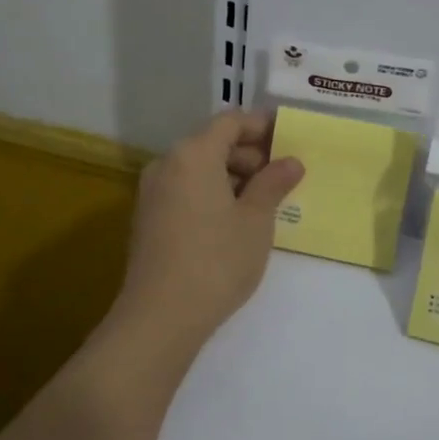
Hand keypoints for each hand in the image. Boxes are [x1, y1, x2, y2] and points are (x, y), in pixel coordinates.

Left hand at [113, 111, 303, 348]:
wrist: (160, 317)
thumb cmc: (216, 260)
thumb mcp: (255, 220)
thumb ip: (273, 183)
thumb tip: (291, 161)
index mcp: (193, 154)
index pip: (230, 122)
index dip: (261, 126)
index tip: (289, 139)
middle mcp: (167, 163)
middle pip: (212, 143)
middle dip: (249, 154)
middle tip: (282, 176)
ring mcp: (152, 192)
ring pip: (198, 168)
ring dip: (231, 176)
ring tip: (263, 201)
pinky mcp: (147, 218)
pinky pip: (185, 190)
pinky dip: (211, 193)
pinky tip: (234, 220)